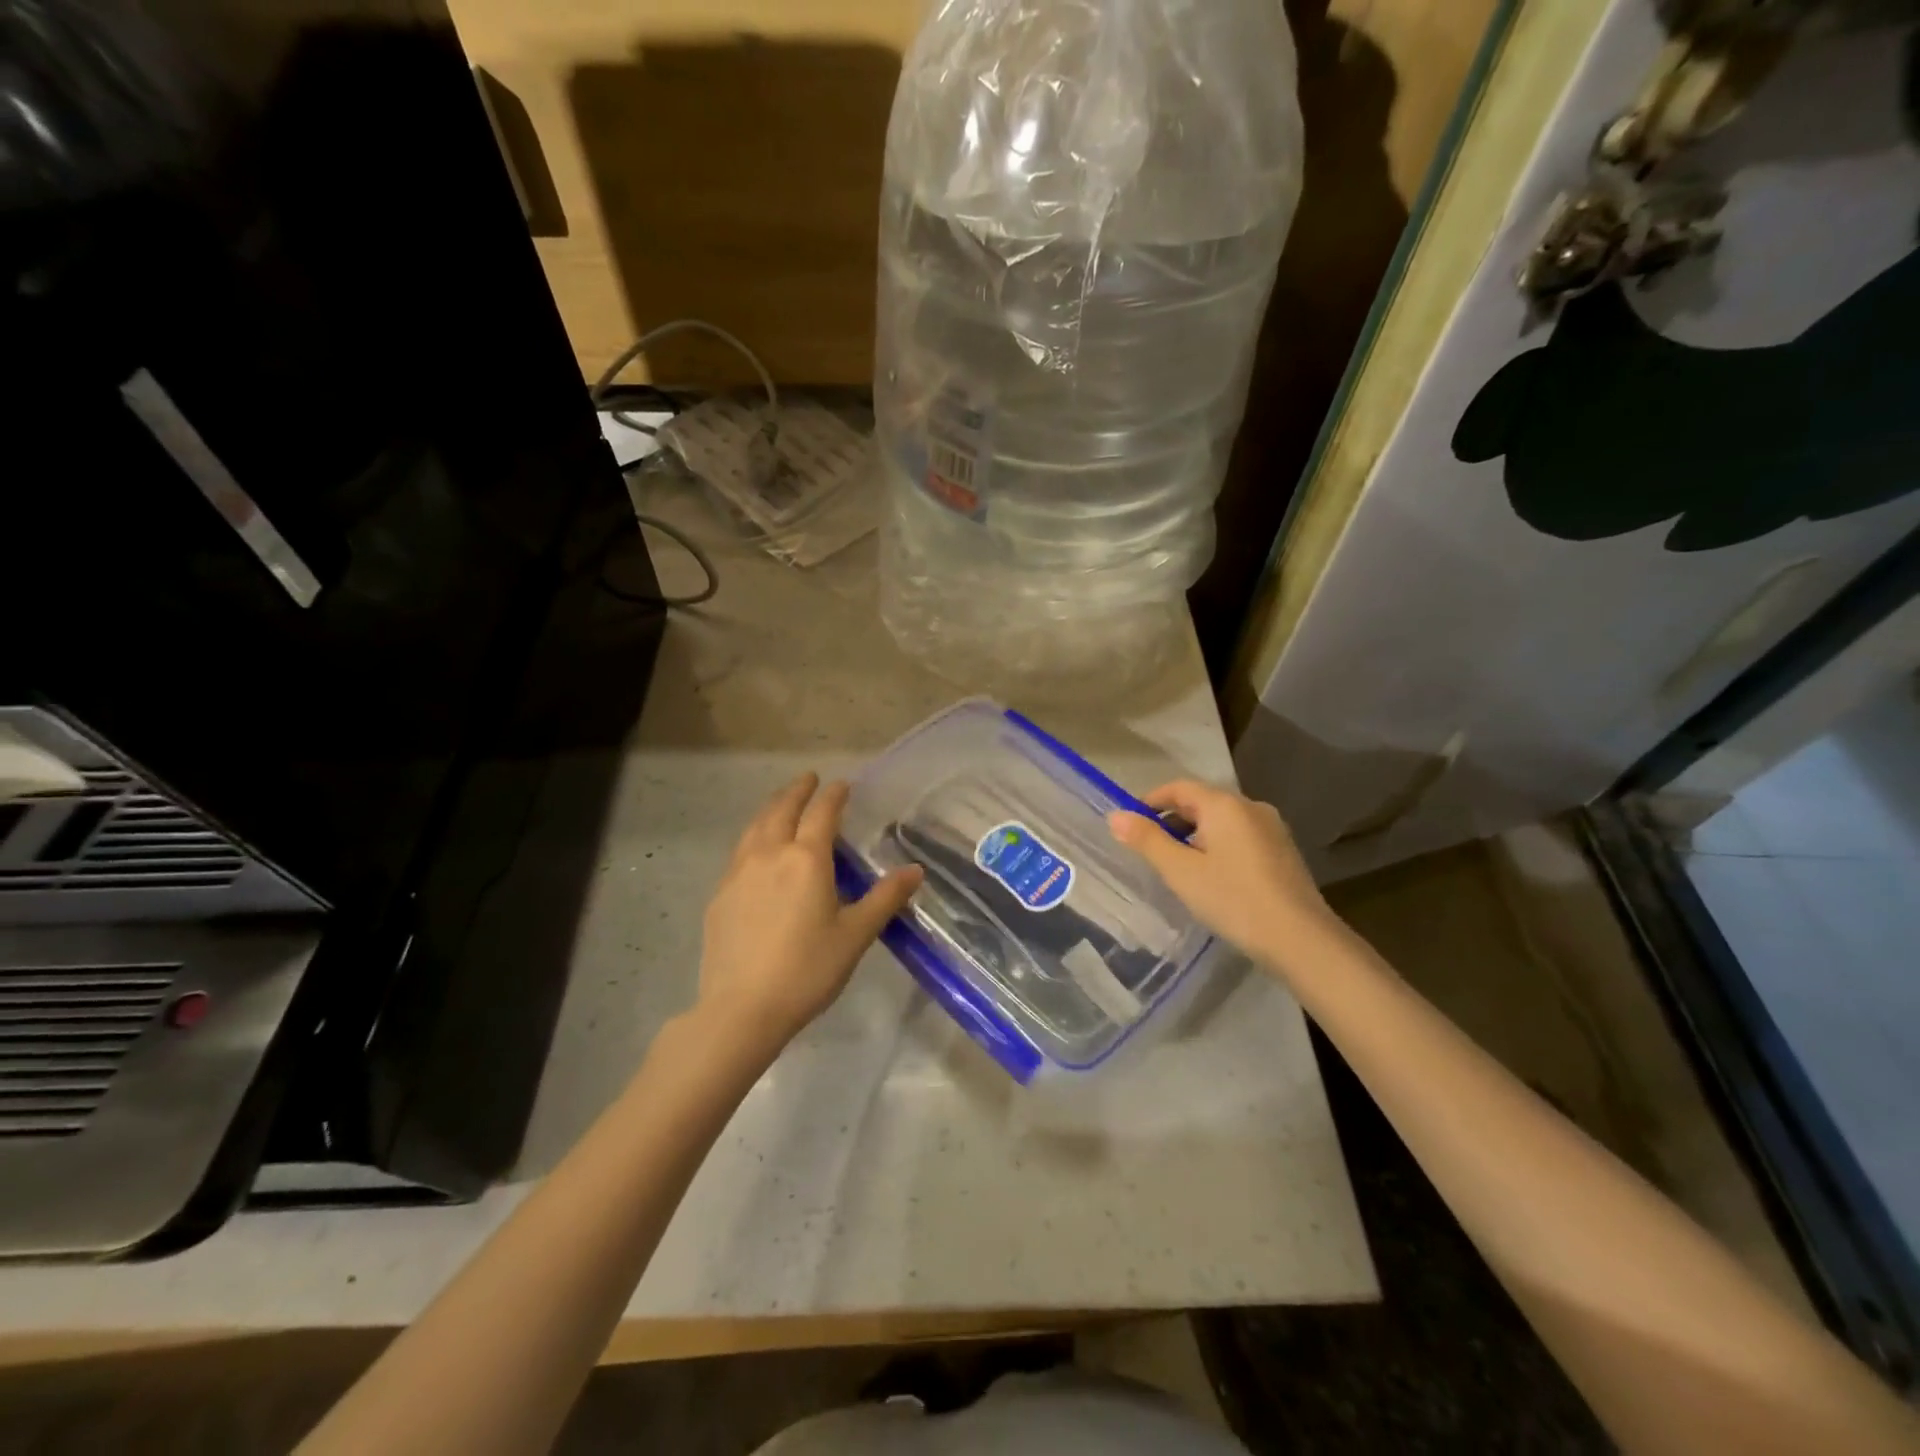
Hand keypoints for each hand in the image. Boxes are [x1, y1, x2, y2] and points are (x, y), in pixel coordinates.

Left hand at [697, 773, 922, 1048]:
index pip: (822, 813)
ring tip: (781, 804)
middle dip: (797, 790)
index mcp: (806, 859)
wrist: (742, 1008)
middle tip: (808, 779)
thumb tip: (915, 870)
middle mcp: (770, 855)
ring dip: (772, 808)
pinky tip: (756, 851)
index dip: (833, 795)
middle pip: (782, 810)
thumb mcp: (855, 935)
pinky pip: (740, 852)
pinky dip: (753, 836)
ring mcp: (738, 873)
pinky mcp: (720, 895)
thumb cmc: (808, 969)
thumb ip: (885, 898)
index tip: (842, 784)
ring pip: (755, 827)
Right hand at [1107, 780, 1335, 970]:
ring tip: (1178, 867)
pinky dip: (1218, 846)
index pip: (1179, 787)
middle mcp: (1251, 807)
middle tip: (1150, 849)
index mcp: (1224, 804)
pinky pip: (1240, 837)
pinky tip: (1212, 878)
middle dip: (1172, 820)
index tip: (1130, 824)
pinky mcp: (1283, 852)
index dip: (1151, 801)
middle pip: (1201, 802)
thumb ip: (1147, 840)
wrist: (1301, 940)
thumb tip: (1115, 816)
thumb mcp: (1180, 871)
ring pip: (1222, 821)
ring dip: (1195, 835)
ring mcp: (1272, 829)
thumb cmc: (1233, 899)